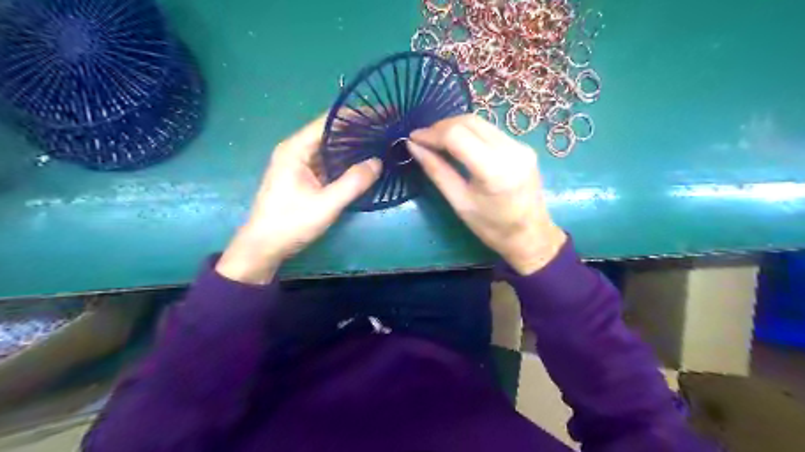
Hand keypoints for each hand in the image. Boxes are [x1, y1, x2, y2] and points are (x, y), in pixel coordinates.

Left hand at [215, 117, 381, 281]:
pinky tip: (364, 159)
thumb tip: (378, 162)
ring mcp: (300, 162)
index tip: (384, 112)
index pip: (330, 121)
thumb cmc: (290, 223)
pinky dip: (347, 158)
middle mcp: (297, 149)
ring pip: (331, 145)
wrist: (264, 247)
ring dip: (355, 142)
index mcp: (296, 148)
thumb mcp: (326, 204)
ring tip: (382, 139)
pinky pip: (329, 160)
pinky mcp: (304, 175)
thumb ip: (353, 182)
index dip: (358, 115)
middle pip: (331, 130)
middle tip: (388, 126)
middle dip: (360, 127)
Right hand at [409, 115, 563, 272]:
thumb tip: (414, 147)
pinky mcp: (523, 146)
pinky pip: (490, 131)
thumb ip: (437, 171)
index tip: (413, 139)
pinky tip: (458, 144)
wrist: (531, 235)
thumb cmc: (492, 228)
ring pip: (480, 123)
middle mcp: (511, 150)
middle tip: (423, 139)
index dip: (431, 133)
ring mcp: (520, 146)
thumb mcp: (460, 202)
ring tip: (436, 141)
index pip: (457, 136)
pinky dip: (469, 132)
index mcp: (494, 170)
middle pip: (469, 122)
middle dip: (441, 127)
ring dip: (454, 127)